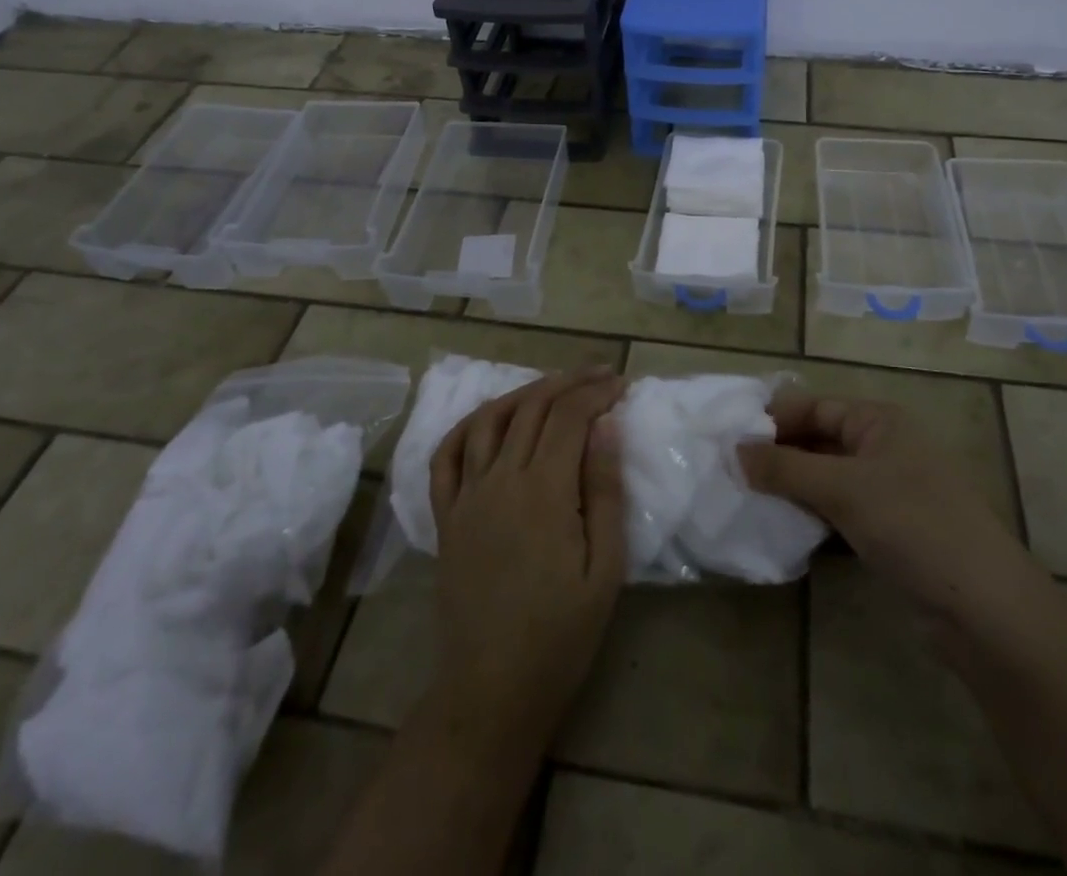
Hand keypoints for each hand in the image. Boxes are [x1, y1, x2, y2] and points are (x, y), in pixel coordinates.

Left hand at [426, 367, 627, 753]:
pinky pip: (446, 456)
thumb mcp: (604, 569)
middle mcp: (499, 481)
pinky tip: (489, 417)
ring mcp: (466, 496)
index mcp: (543, 492)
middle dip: (569, 382)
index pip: (569, 417)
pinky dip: (467, 425)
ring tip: (553, 386)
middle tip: (599, 375)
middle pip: (532, 408)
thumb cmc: (561, 636)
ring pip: (489, 420)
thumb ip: (604, 491)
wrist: (492, 690)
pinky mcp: (445, 516)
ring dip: (523, 392)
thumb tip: (606, 427)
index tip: (621, 384)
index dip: (596, 392)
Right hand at [736, 394, 1017, 618]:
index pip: (814, 406)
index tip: (729, 438)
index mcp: (879, 421)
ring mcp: (888, 490)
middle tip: (731, 472)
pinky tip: (781, 525)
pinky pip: (839, 510)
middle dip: (778, 454)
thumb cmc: (914, 525)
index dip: (773, 420)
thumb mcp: (844, 489)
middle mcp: (884, 447)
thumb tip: (735, 451)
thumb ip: (785, 468)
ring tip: (745, 497)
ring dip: (791, 486)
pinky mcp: (888, 530)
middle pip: (818, 440)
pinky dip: (811, 513)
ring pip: (826, 478)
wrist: (984, 609)